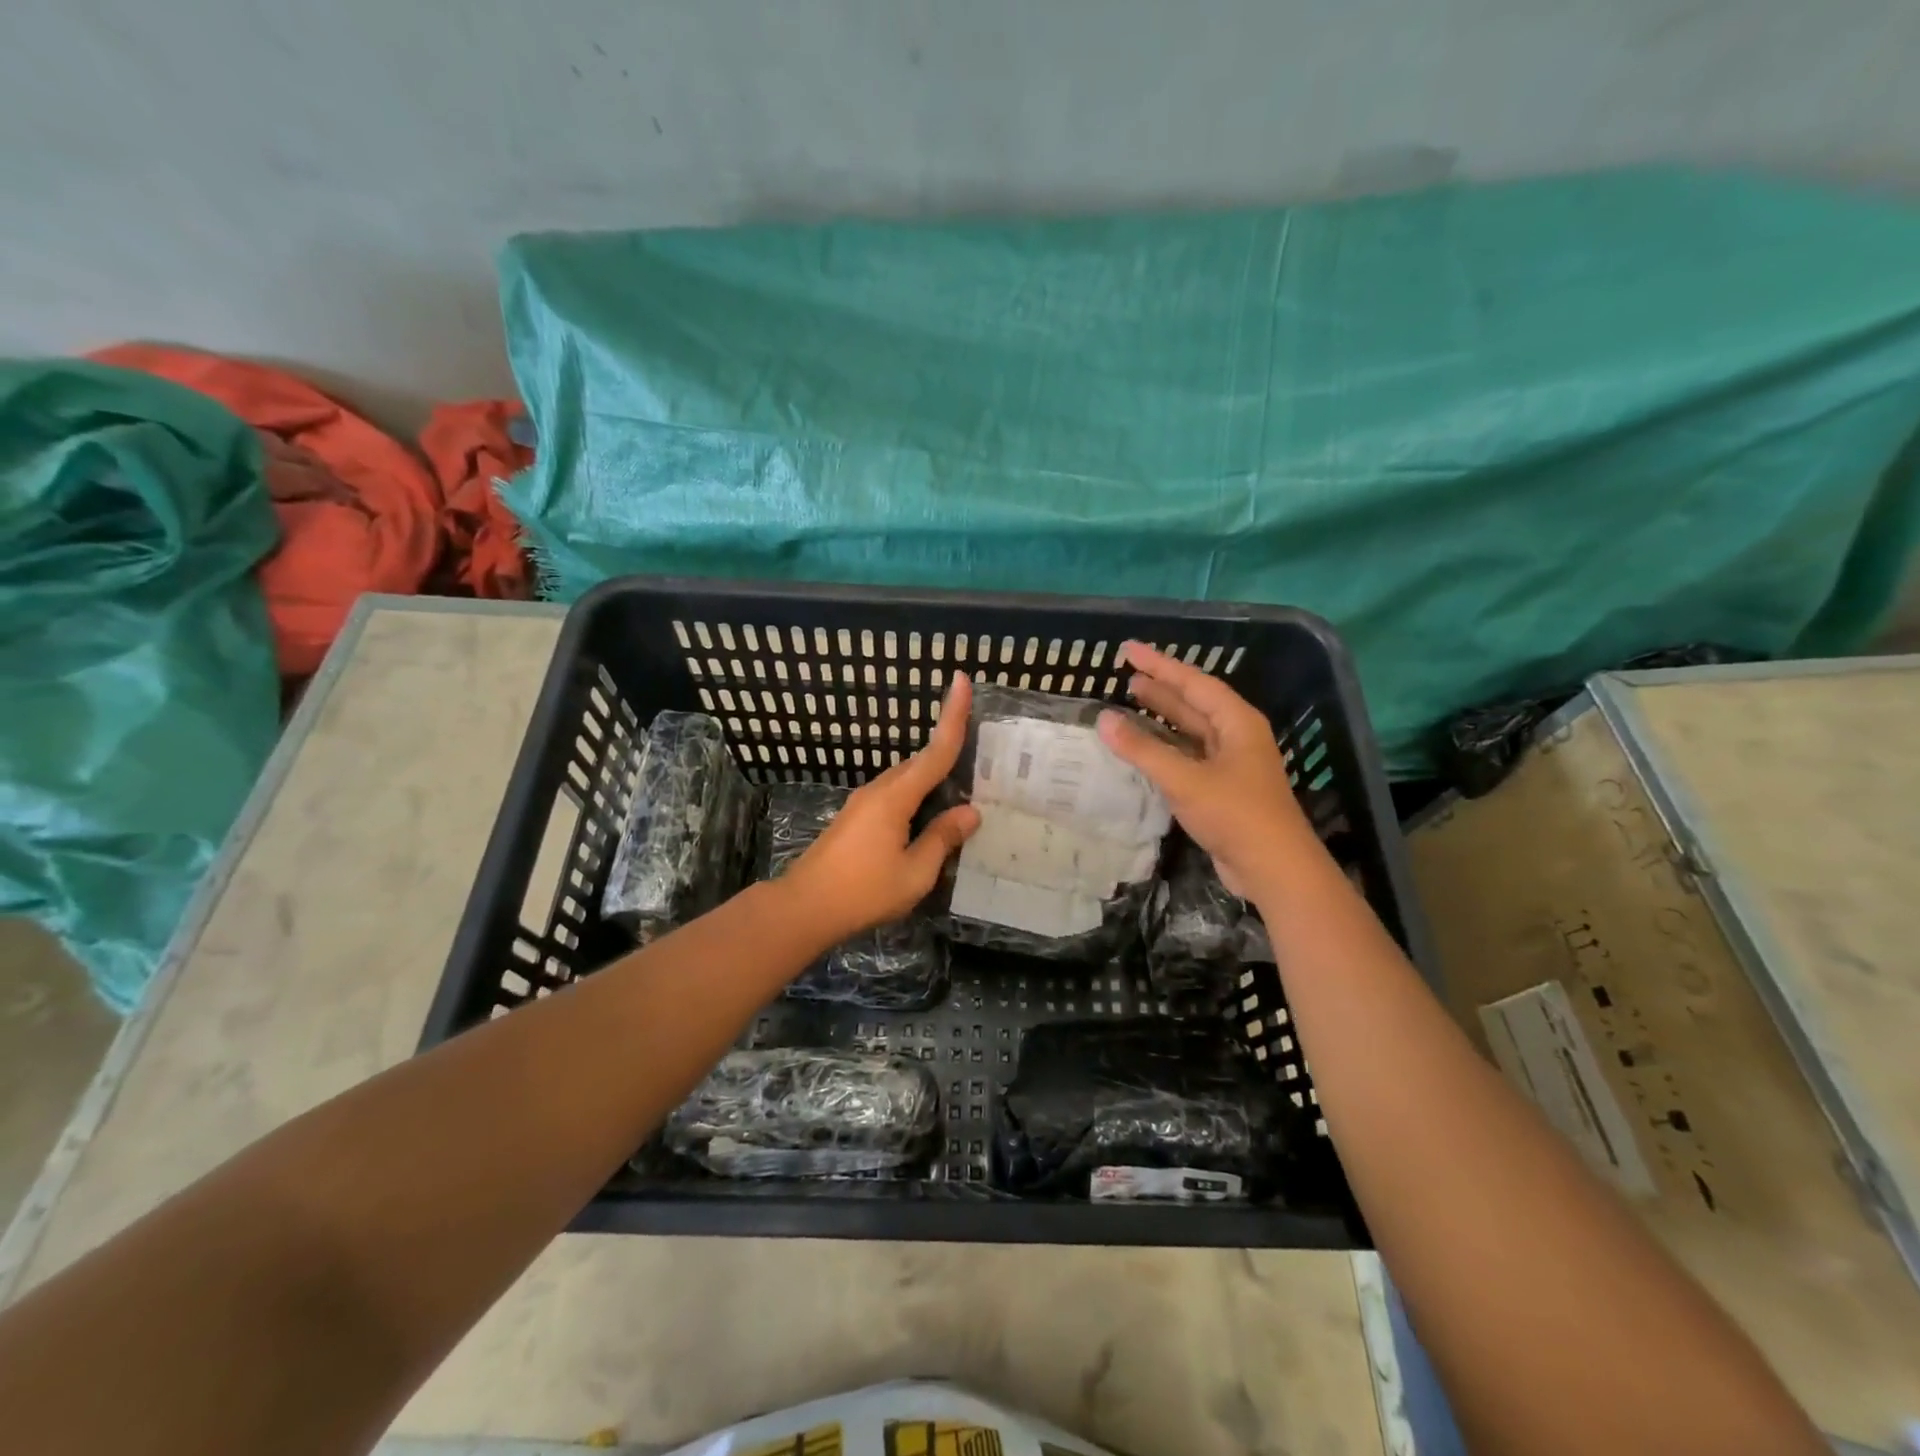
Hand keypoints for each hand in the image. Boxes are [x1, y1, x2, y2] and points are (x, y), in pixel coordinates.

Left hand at [781, 673, 980, 943]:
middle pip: (921, 762)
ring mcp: (863, 803)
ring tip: (961, 790)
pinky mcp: (855, 818)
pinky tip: (928, 816)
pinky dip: (917, 795)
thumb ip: (943, 839)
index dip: (952, 716)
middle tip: (981, 753)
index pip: (935, 751)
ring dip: (932, 777)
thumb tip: (970, 812)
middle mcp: (879, 790)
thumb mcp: (915, 872)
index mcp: (896, 797)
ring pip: (906, 779)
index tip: (961, 680)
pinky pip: (895, 795)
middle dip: (947, 749)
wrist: (804, 906)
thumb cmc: (863, 891)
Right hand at [1096, 641, 1316, 898]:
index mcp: (1237, 722)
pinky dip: (1165, 749)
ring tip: (1131, 702)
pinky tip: (1144, 750)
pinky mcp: (1223, 789)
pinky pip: (1188, 757)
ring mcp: (1231, 764)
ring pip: (1191, 731)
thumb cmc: (1234, 814)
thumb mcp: (1185, 779)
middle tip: (1126, 675)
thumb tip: (1104, 720)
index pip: (1193, 682)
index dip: (1160, 665)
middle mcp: (1236, 736)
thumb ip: (1143, 749)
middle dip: (1161, 688)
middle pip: (1194, 703)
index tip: (1128, 651)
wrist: (1274, 868)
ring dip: (1163, 717)